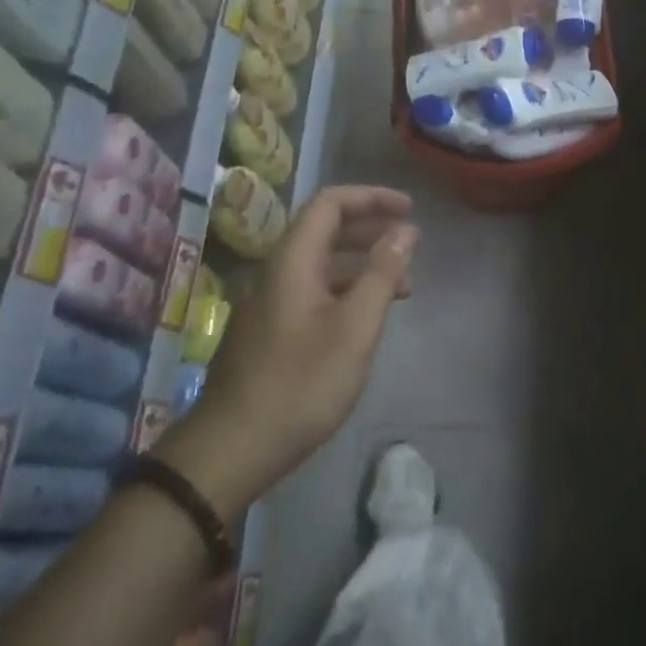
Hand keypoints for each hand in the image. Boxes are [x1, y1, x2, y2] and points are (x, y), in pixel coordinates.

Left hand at [162, 187, 416, 513]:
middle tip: (411, 242)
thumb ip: (382, 274)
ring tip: (404, 286)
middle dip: (371, 229)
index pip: (330, 203)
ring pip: (321, 264)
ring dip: (363, 264)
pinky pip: (314, 291)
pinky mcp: (270, 330)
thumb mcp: (355, 327)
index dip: (371, 198)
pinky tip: (368, 316)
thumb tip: (404, 231)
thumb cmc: (301, 383)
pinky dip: (347, 290)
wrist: (233, 447)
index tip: (409, 209)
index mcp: (292, 261)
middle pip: (325, 230)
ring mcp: (269, 302)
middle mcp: (276, 272)